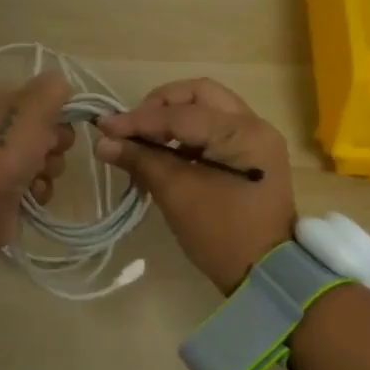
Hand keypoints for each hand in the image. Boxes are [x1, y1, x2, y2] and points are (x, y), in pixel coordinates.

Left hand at [0, 70, 75, 249]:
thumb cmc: (4, 147)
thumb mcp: (33, 104)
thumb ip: (54, 88)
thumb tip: (64, 89)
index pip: (39, 97)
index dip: (56, 109)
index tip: (61, 120)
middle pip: (46, 129)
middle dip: (56, 142)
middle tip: (48, 149)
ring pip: (45, 159)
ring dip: (50, 167)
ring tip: (37, 175)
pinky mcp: (5, 191)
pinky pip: (36, 185)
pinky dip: (39, 189)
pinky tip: (31, 192)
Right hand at [94, 77, 295, 293]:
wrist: (266, 275)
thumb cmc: (221, 235)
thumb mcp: (177, 194)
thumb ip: (141, 160)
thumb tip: (103, 142)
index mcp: (242, 132)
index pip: (181, 114)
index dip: (138, 119)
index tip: (103, 127)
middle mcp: (254, 125)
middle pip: (199, 94)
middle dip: (160, 106)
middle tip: (131, 128)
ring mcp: (255, 139)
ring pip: (207, 107)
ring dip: (172, 118)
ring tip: (143, 141)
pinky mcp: (250, 155)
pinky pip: (213, 128)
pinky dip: (186, 134)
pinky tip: (163, 151)